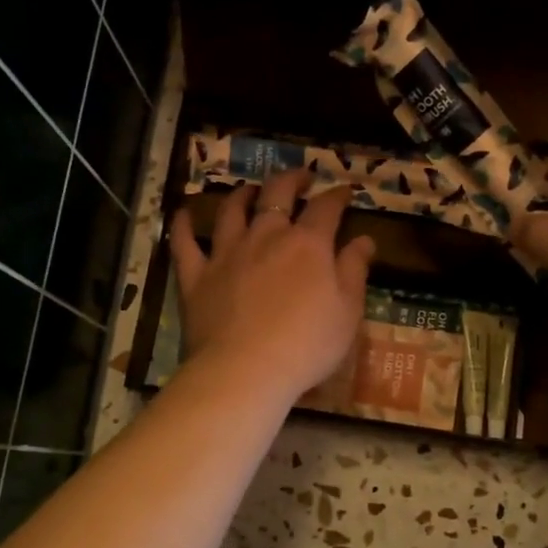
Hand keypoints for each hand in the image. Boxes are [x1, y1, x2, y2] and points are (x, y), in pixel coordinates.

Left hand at [170, 169, 375, 404]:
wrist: (246, 370)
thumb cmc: (307, 345)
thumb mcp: (347, 312)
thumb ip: (355, 271)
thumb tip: (364, 239)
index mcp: (308, 244)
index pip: (326, 208)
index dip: (338, 195)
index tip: (346, 191)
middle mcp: (266, 237)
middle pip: (277, 194)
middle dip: (292, 180)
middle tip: (301, 177)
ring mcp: (227, 253)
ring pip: (232, 211)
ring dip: (242, 194)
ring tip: (249, 190)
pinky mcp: (196, 276)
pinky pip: (184, 243)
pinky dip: (184, 225)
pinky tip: (184, 214)